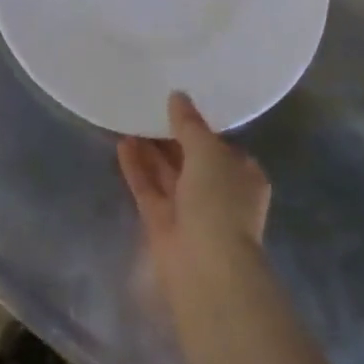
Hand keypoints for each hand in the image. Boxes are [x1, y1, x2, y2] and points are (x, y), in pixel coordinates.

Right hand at [118, 92, 271, 306]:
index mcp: (242, 175)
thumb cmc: (219, 201)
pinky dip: (137, 168)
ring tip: (129, 119)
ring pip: (168, 174)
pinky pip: (149, 189)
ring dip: (150, 150)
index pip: (221, 145)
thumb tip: (178, 96)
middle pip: (191, 159)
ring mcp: (190, 211)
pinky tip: (122, 144)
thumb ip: (189, 123)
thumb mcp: (207, 151)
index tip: (177, 104)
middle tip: (147, 107)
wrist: (206, 267)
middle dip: (170, 137)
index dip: (199, 126)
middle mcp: (219, 193)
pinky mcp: (163, 224)